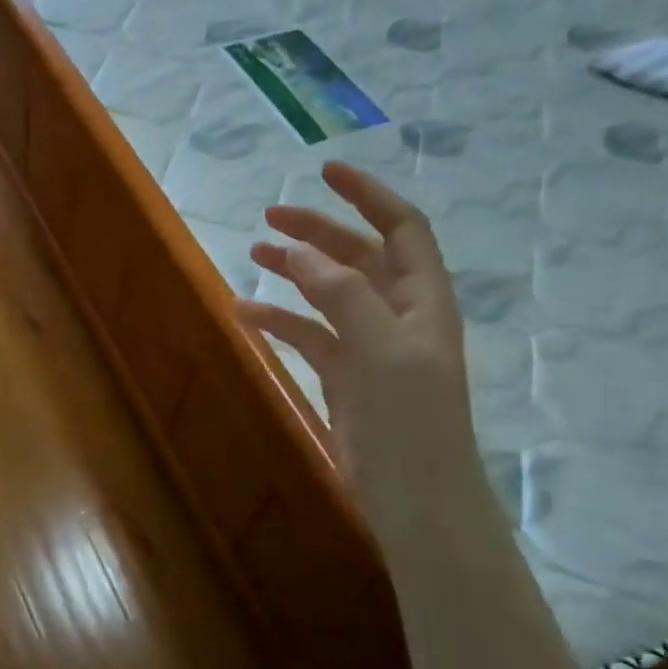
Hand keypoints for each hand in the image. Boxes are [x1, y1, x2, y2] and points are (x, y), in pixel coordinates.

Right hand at [236, 162, 489, 535]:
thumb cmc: (410, 419)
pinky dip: (279, 319)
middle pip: (358, 255)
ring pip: (328, 292)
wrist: (415, 497)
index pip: (401, 228)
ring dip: (295, 270)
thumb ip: (342, 294)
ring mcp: (369, 345)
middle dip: (318, 231)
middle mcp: (398, 314)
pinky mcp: (344, 375)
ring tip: (253, 253)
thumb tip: (301, 251)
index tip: (325, 171)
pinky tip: (245, 313)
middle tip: (270, 216)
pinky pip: (308, 334)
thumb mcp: (381, 348)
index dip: (367, 195)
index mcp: (422, 299)